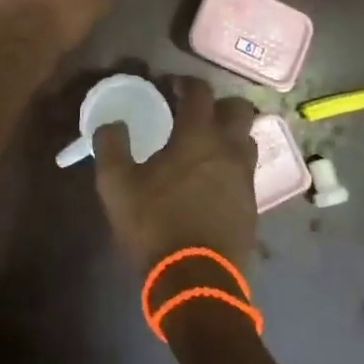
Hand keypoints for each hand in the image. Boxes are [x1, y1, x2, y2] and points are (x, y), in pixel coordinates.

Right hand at [93, 77, 259, 275]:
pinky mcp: (252, 206)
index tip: (170, 86)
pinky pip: (246, 172)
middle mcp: (229, 149)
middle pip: (238, 108)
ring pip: (247, 140)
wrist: (196, 282)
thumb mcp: (117, 185)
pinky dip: (232, 166)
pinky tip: (212, 181)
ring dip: (230, 135)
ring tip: (206, 146)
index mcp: (198, 136)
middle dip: (218, 104)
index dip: (185, 82)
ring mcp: (245, 178)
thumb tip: (111, 124)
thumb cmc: (155, 225)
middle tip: (195, 114)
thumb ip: (111, 146)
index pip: (200, 91)